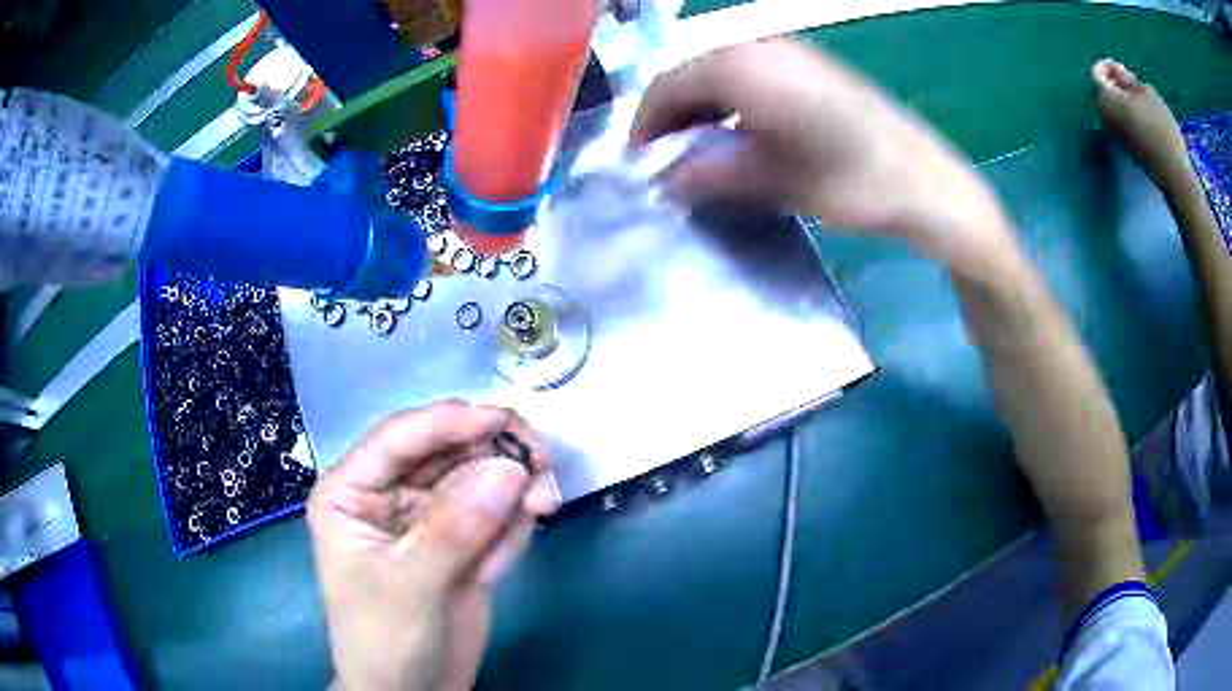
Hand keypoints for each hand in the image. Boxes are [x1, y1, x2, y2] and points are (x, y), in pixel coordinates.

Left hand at [307, 401, 560, 690]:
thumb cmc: (385, 640)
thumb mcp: (410, 585)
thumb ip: (455, 527)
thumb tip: (510, 468)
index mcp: (353, 492)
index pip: (400, 439)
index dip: (449, 421)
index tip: (503, 418)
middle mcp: (389, 495)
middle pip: (447, 451)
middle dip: (494, 454)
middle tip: (542, 461)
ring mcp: (428, 519)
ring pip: (478, 479)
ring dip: (514, 488)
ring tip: (542, 507)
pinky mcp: (462, 544)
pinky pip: (495, 515)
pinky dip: (512, 525)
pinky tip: (504, 560)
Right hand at [631, 38, 1013, 279]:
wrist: (925, 182)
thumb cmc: (848, 182)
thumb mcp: (771, 181)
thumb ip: (708, 173)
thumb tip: (664, 179)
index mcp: (742, 67)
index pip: (668, 85)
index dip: (646, 124)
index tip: (639, 162)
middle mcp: (762, 46)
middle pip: (693, 74)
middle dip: (672, 117)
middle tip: (667, 160)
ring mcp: (792, 51)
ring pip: (723, 74)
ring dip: (703, 110)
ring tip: (701, 151)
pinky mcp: (813, 65)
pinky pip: (754, 75)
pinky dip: (734, 102)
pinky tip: (741, 133)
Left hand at [1092, 57, 1191, 192]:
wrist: (1174, 174)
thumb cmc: (1161, 127)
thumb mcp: (1146, 92)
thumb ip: (1128, 80)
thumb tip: (1118, 75)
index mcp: (1107, 99)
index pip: (1097, 74)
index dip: (1107, 66)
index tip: (1120, 66)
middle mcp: (1106, 118)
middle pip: (1105, 92)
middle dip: (1115, 83)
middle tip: (1132, 82)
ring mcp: (1117, 137)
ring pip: (1115, 109)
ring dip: (1124, 101)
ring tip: (1141, 100)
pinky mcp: (1129, 151)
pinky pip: (1124, 125)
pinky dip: (1130, 117)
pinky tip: (1145, 119)